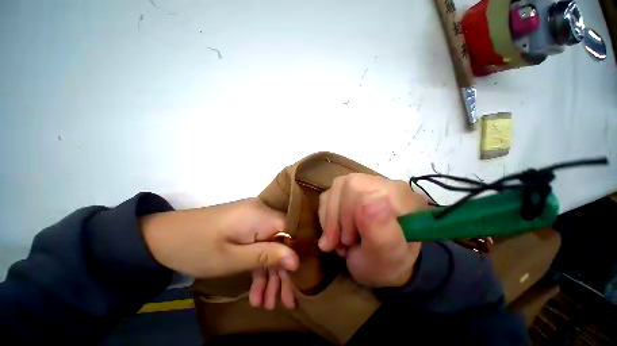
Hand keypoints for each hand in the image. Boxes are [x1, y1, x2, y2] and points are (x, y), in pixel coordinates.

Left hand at [141, 198, 298, 308]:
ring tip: (267, 304)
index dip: (294, 257)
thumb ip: (266, 257)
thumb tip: (297, 260)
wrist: (161, 237)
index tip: (296, 285)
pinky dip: (258, 266)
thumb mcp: (231, 259)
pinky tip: (256, 291)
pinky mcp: (245, 226)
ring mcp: (253, 219)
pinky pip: (258, 244)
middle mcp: (262, 213)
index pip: (290, 232)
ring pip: (270, 245)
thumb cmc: (195, 248)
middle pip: (281, 241)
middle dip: (282, 272)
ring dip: (269, 274)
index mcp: (261, 215)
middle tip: (284, 303)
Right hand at [318, 174, 430, 287]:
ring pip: (334, 189)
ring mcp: (364, 185)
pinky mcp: (350, 191)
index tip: (348, 240)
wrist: (381, 265)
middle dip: (336, 217)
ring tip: (338, 241)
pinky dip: (327, 217)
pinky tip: (335, 232)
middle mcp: (381, 183)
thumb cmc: (387, 264)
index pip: (358, 186)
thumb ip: (381, 230)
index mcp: (398, 194)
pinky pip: (329, 195)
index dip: (346, 212)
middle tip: (342, 243)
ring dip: (330, 219)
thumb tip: (370, 201)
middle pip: (344, 185)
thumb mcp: (386, 256)